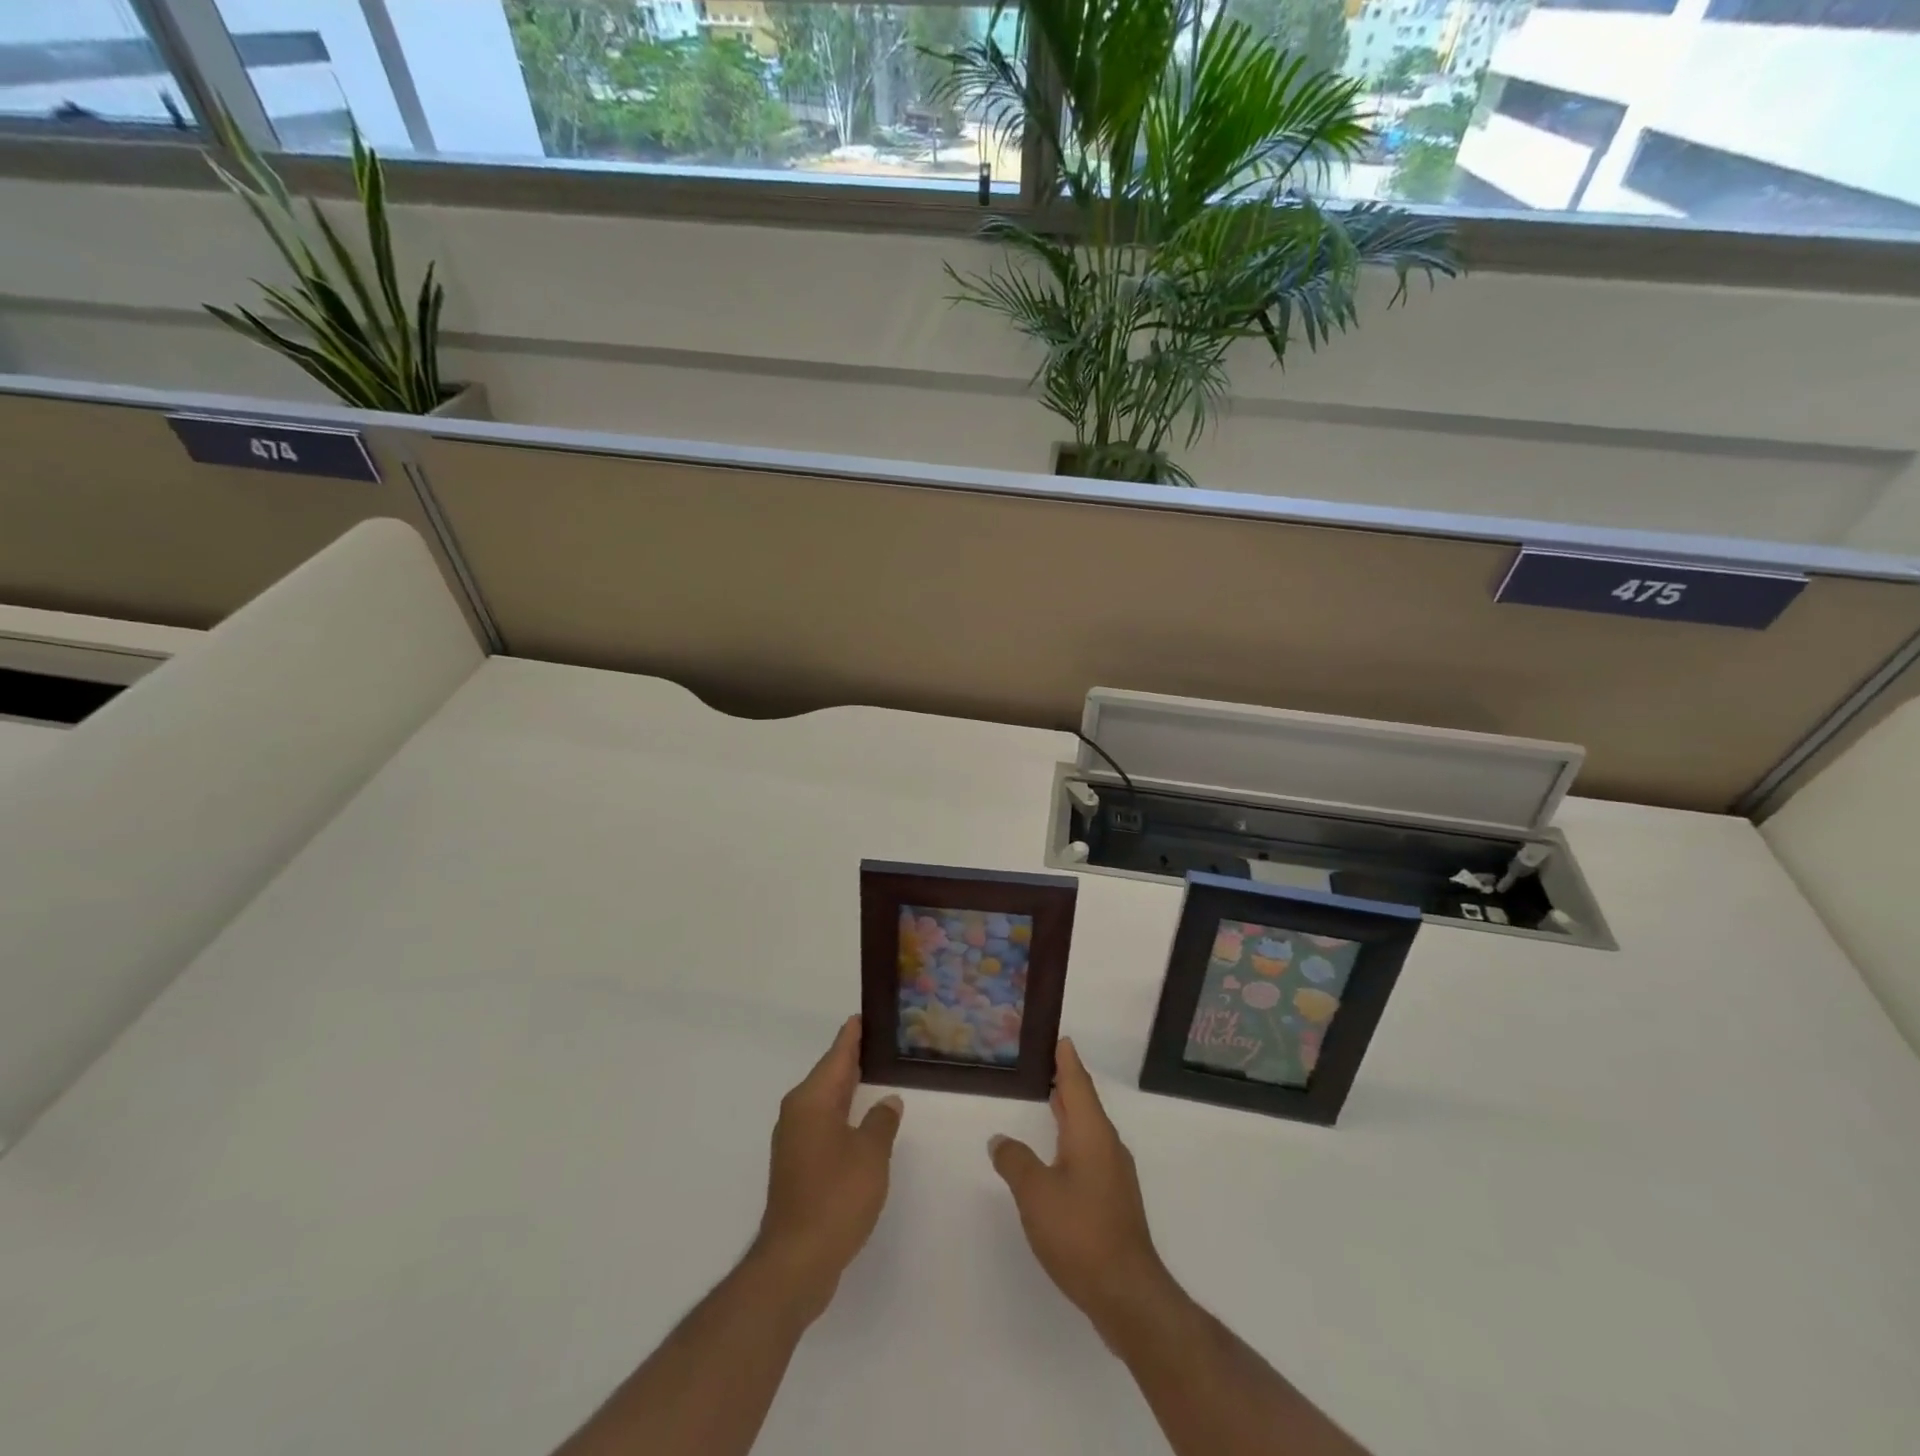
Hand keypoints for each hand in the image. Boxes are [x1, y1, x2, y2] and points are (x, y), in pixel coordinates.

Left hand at [753, 1015, 903, 1325]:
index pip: (837, 1055)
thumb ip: (881, 1121)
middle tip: (881, 1041)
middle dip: (853, 1058)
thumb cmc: (836, 1197)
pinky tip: (863, 1120)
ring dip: (848, 1088)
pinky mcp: (797, 1165)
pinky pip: (824, 1123)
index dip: (853, 1035)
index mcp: (812, 1100)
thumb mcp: (870, 1154)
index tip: (864, 1014)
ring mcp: (794, 1140)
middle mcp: (798, 1112)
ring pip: (826, 1101)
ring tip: (878, 1074)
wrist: (796, 1261)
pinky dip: (843, 1114)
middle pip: (829, 1074)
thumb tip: (887, 1101)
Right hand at [989, 1038, 1173, 1338]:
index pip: (1077, 1083)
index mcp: (1091, 1133)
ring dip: (1070, 1110)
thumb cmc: (1079, 1232)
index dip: (1067, 1060)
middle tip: (1048, 1061)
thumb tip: (1000, 1139)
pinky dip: (1073, 1137)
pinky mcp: (1113, 1199)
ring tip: (1051, 1097)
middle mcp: (1107, 1145)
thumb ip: (1015, 1161)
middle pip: (1085, 1102)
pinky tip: (1059, 1151)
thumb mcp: (1035, 1193)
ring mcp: (1113, 1174)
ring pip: (1088, 1128)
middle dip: (1067, 1081)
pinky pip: (1090, 1151)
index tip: (1061, 1038)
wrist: (1126, 1293)